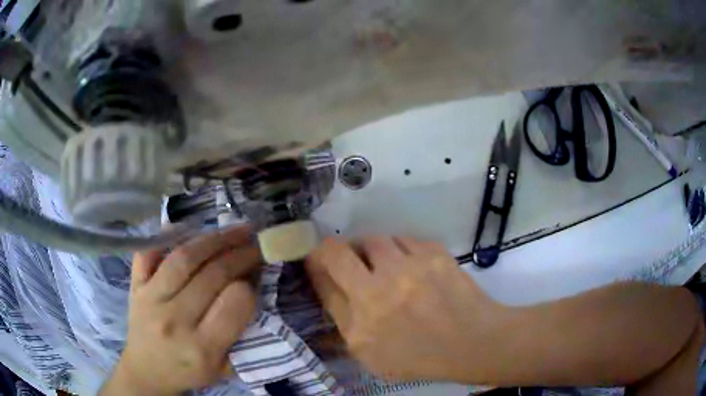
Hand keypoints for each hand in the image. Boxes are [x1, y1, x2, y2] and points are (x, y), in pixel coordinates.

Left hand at [101, 227, 260, 395]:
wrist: (147, 371)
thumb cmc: (188, 371)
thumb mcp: (224, 367)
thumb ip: (240, 333)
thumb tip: (252, 286)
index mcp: (202, 348)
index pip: (234, 303)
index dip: (250, 285)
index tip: (257, 275)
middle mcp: (174, 320)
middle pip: (212, 274)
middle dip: (240, 254)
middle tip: (256, 243)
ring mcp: (150, 299)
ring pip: (183, 257)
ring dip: (214, 239)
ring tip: (235, 230)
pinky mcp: (134, 286)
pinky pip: (148, 252)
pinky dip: (166, 236)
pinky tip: (187, 229)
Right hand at [305, 237, 509, 381]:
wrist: (471, 341)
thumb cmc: (419, 357)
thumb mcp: (370, 355)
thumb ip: (344, 322)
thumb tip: (328, 287)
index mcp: (360, 322)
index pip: (323, 281)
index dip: (314, 266)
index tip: (314, 261)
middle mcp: (378, 290)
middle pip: (337, 251)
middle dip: (331, 250)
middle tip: (341, 256)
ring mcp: (408, 267)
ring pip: (373, 240)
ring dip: (370, 250)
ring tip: (381, 263)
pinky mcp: (433, 253)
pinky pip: (404, 239)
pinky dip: (400, 249)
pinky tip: (409, 264)